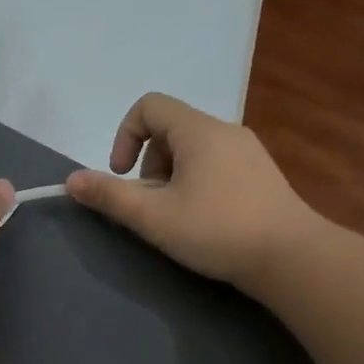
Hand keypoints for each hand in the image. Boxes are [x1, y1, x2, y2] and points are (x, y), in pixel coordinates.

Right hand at [64, 93, 319, 291]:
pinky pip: (215, 163)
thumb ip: (109, 196)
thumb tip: (70, 181)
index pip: (149, 106)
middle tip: (152, 203)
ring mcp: (248, 151)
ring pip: (192, 148)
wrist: (293, 258)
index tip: (123, 175)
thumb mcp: (153, 217)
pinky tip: (204, 219)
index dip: (125, 136)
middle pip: (169, 129)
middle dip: (148, 163)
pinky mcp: (261, 174)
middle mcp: (225, 131)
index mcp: (198, 131)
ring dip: (171, 175)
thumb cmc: (218, 230)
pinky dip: (196, 181)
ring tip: (176, 215)